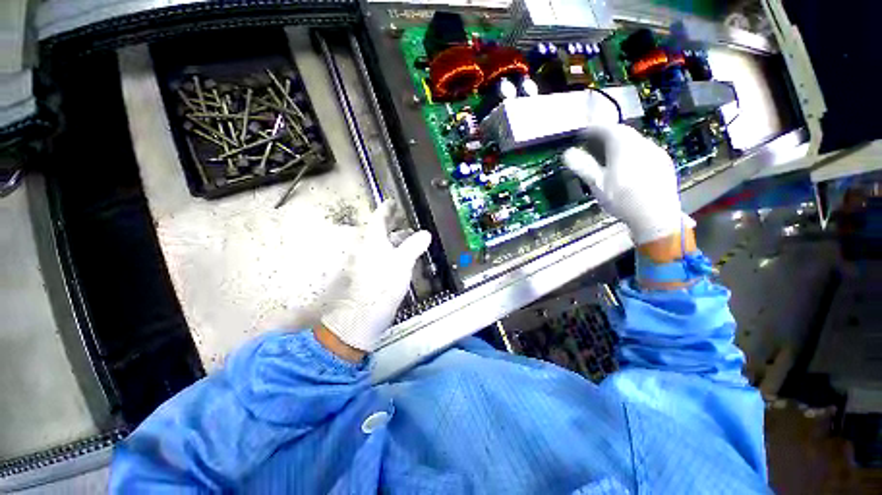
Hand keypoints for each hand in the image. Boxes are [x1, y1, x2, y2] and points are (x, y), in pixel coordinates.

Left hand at [320, 200, 430, 353]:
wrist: (361, 318)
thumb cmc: (381, 286)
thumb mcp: (402, 263)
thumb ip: (413, 246)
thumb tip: (425, 233)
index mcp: (372, 241)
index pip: (378, 219)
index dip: (386, 209)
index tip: (392, 201)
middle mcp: (366, 249)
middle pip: (379, 231)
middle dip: (392, 224)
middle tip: (404, 220)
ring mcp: (366, 262)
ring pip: (381, 245)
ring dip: (394, 239)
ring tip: (408, 238)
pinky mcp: (369, 275)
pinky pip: (382, 257)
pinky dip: (392, 253)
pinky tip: (401, 258)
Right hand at [562, 124, 693, 244]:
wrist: (655, 215)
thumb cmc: (621, 198)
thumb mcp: (597, 183)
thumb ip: (583, 166)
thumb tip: (567, 153)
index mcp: (624, 145)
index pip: (607, 128)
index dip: (593, 130)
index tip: (582, 135)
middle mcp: (642, 143)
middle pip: (623, 132)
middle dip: (607, 136)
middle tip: (594, 145)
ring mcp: (656, 152)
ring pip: (635, 142)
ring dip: (620, 145)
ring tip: (609, 157)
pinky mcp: (664, 163)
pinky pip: (645, 152)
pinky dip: (633, 154)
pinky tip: (629, 168)